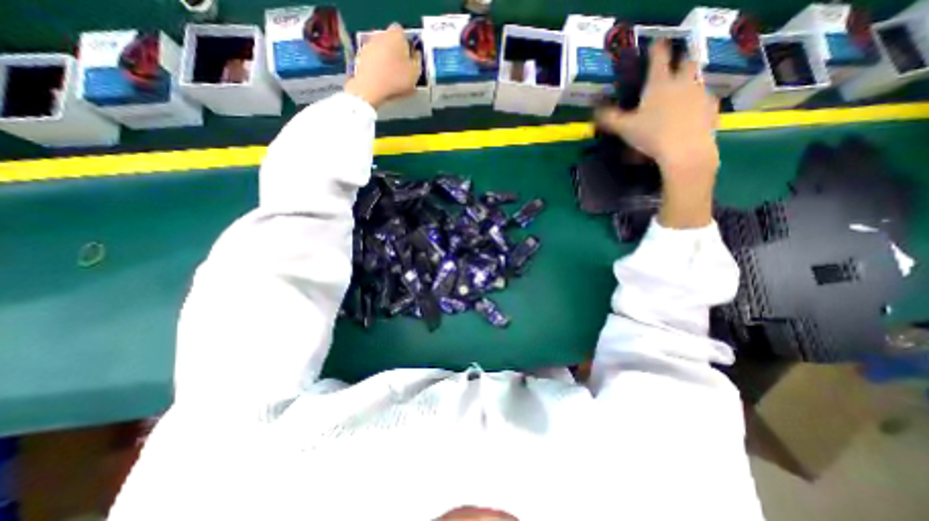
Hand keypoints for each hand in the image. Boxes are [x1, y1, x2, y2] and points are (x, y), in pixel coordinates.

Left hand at [345, 23, 422, 107]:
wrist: (370, 88)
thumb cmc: (395, 79)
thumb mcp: (415, 73)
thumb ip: (418, 62)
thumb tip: (416, 58)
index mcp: (396, 34)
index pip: (405, 36)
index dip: (409, 49)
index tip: (412, 62)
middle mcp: (381, 35)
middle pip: (392, 43)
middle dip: (397, 56)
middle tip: (404, 72)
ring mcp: (368, 46)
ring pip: (382, 53)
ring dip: (387, 64)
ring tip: (394, 81)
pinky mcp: (360, 58)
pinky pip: (373, 63)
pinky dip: (378, 71)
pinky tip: (384, 84)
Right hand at [598, 39, 721, 226]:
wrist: (685, 151)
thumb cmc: (652, 136)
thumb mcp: (624, 129)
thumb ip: (609, 119)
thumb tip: (594, 111)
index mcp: (659, 84)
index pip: (658, 57)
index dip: (655, 50)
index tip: (653, 46)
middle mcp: (682, 82)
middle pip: (685, 62)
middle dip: (678, 63)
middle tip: (670, 72)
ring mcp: (700, 93)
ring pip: (697, 79)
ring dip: (688, 82)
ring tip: (678, 96)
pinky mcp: (711, 108)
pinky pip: (705, 99)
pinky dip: (697, 102)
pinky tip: (690, 114)